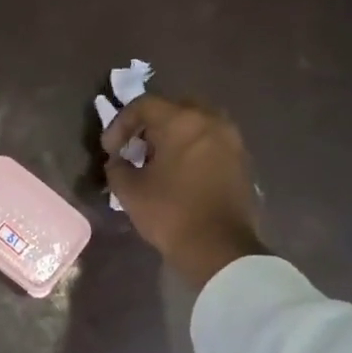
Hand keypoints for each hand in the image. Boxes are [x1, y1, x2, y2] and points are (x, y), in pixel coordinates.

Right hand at [102, 95, 265, 286]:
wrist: (219, 247)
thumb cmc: (170, 213)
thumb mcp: (129, 191)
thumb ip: (117, 167)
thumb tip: (118, 161)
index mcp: (182, 122)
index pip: (144, 105)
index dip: (120, 124)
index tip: (110, 150)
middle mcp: (211, 121)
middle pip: (174, 109)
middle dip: (149, 126)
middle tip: (134, 149)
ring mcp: (231, 140)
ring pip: (195, 125)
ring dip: (172, 137)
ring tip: (156, 163)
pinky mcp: (241, 161)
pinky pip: (210, 143)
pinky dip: (191, 150)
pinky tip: (179, 175)